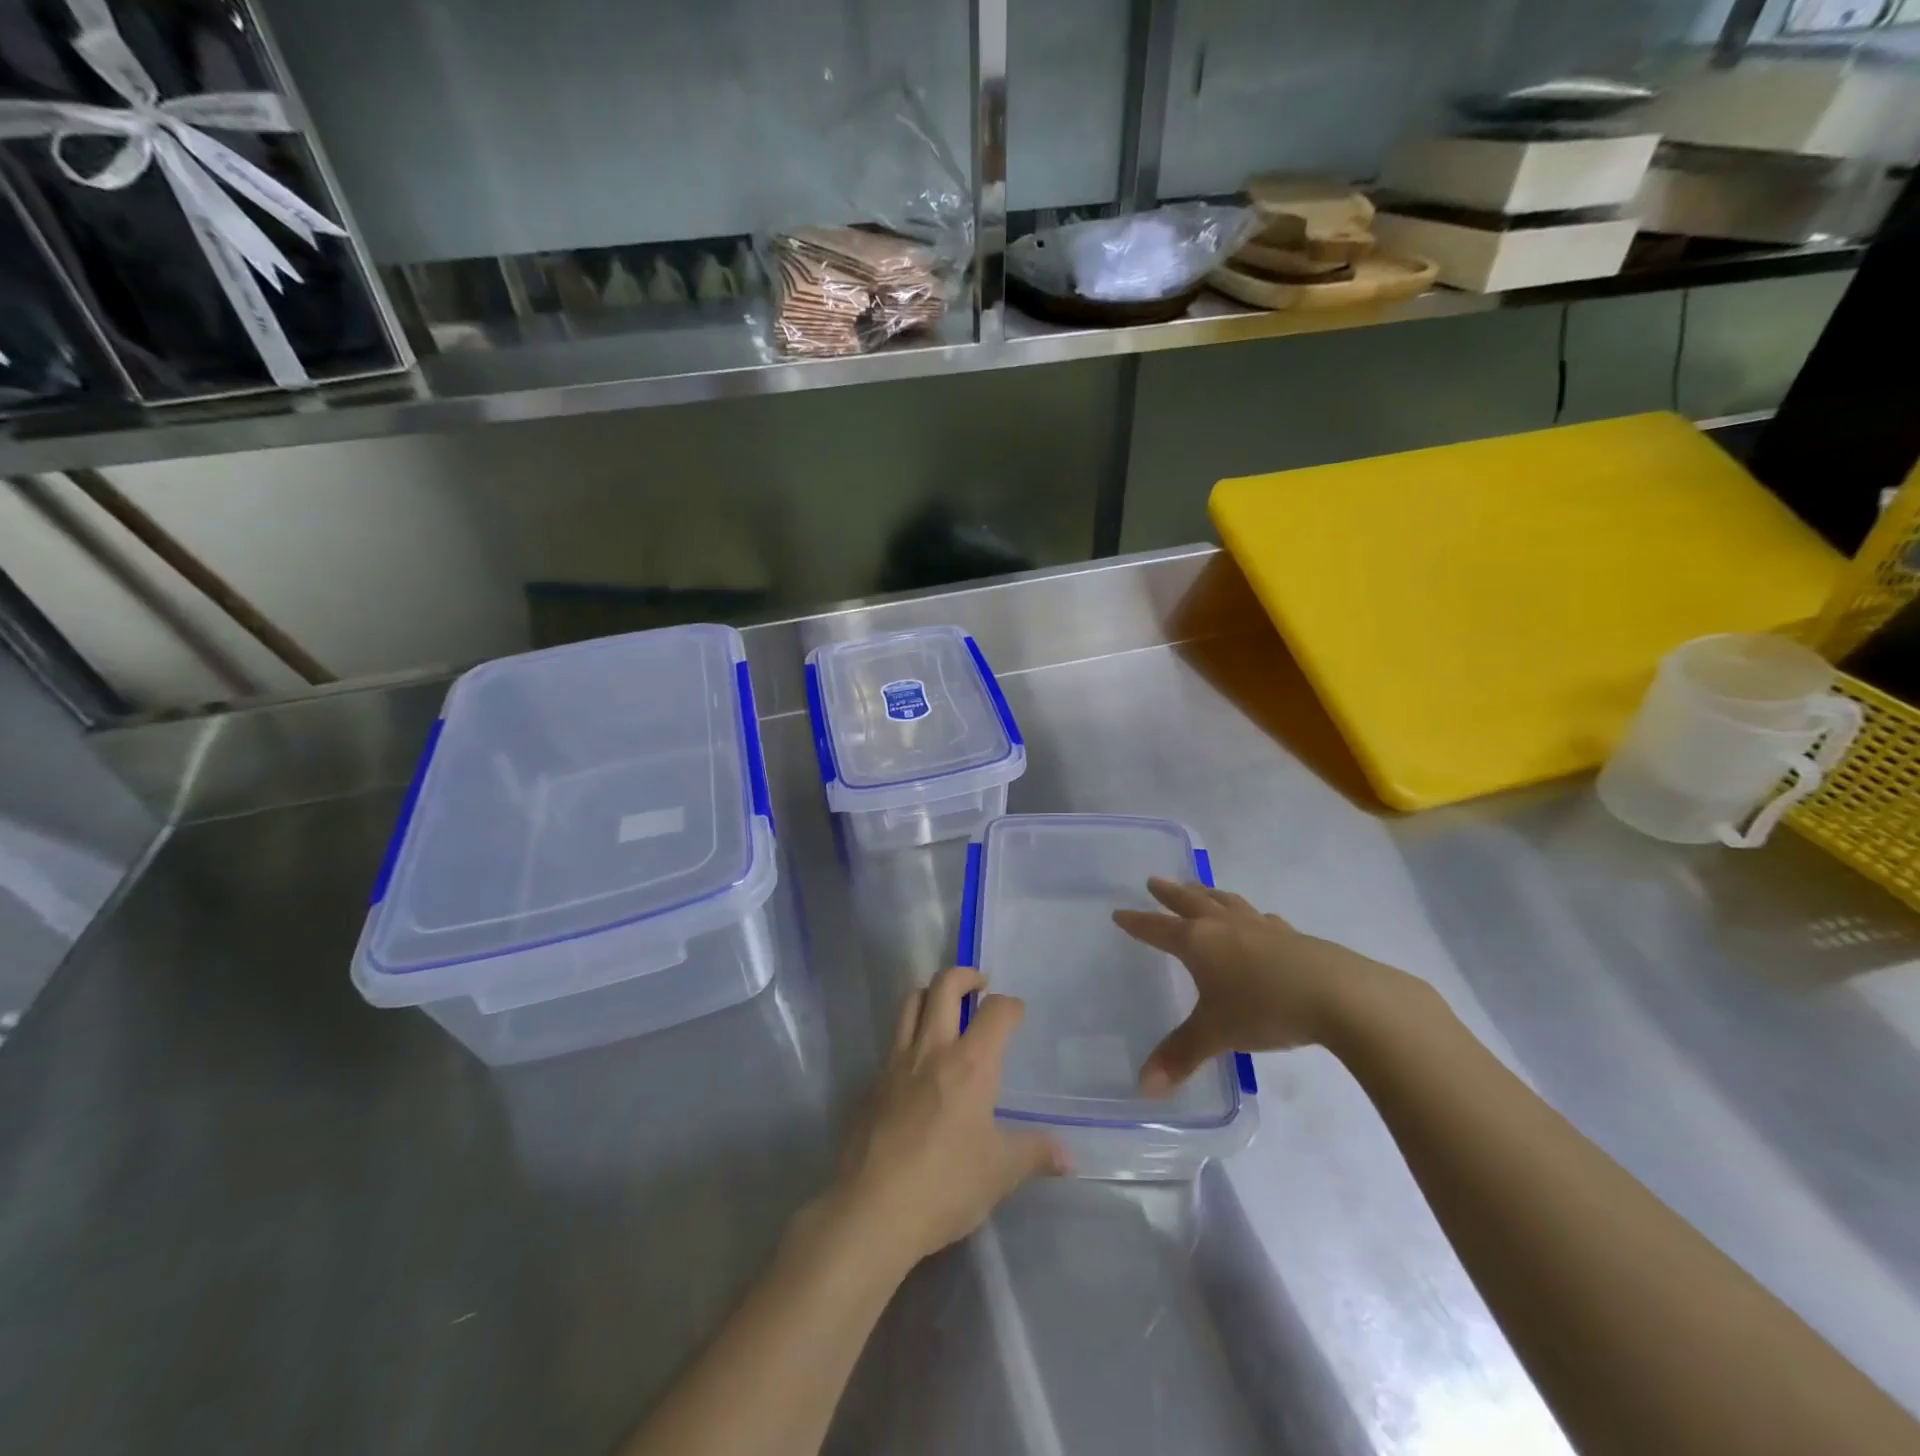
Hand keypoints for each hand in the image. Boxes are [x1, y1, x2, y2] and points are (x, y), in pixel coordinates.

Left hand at [831, 966, 1068, 1270]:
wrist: (872, 1209)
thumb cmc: (945, 1185)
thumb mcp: (1000, 1173)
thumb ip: (1035, 1154)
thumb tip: (1068, 1156)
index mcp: (970, 1064)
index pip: (996, 1012)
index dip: (1011, 1006)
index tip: (1017, 1013)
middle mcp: (932, 1050)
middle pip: (944, 986)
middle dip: (965, 975)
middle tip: (980, 987)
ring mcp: (897, 1063)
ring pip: (910, 1002)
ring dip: (931, 994)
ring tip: (946, 1009)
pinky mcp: (873, 1083)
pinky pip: (894, 1041)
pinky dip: (910, 1035)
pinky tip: (919, 1065)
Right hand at [1113, 877, 1401, 1092]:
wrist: (1339, 995)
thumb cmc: (1265, 1008)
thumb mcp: (1217, 1034)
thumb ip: (1181, 1057)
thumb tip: (1144, 1088)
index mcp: (1199, 942)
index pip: (1158, 929)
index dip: (1137, 923)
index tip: (1119, 913)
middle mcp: (1225, 926)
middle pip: (1191, 902)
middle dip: (1170, 894)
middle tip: (1154, 881)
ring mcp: (1261, 927)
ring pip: (1226, 902)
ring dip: (1207, 894)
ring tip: (1199, 889)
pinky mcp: (1292, 936)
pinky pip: (1261, 919)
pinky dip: (1249, 916)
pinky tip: (1258, 922)